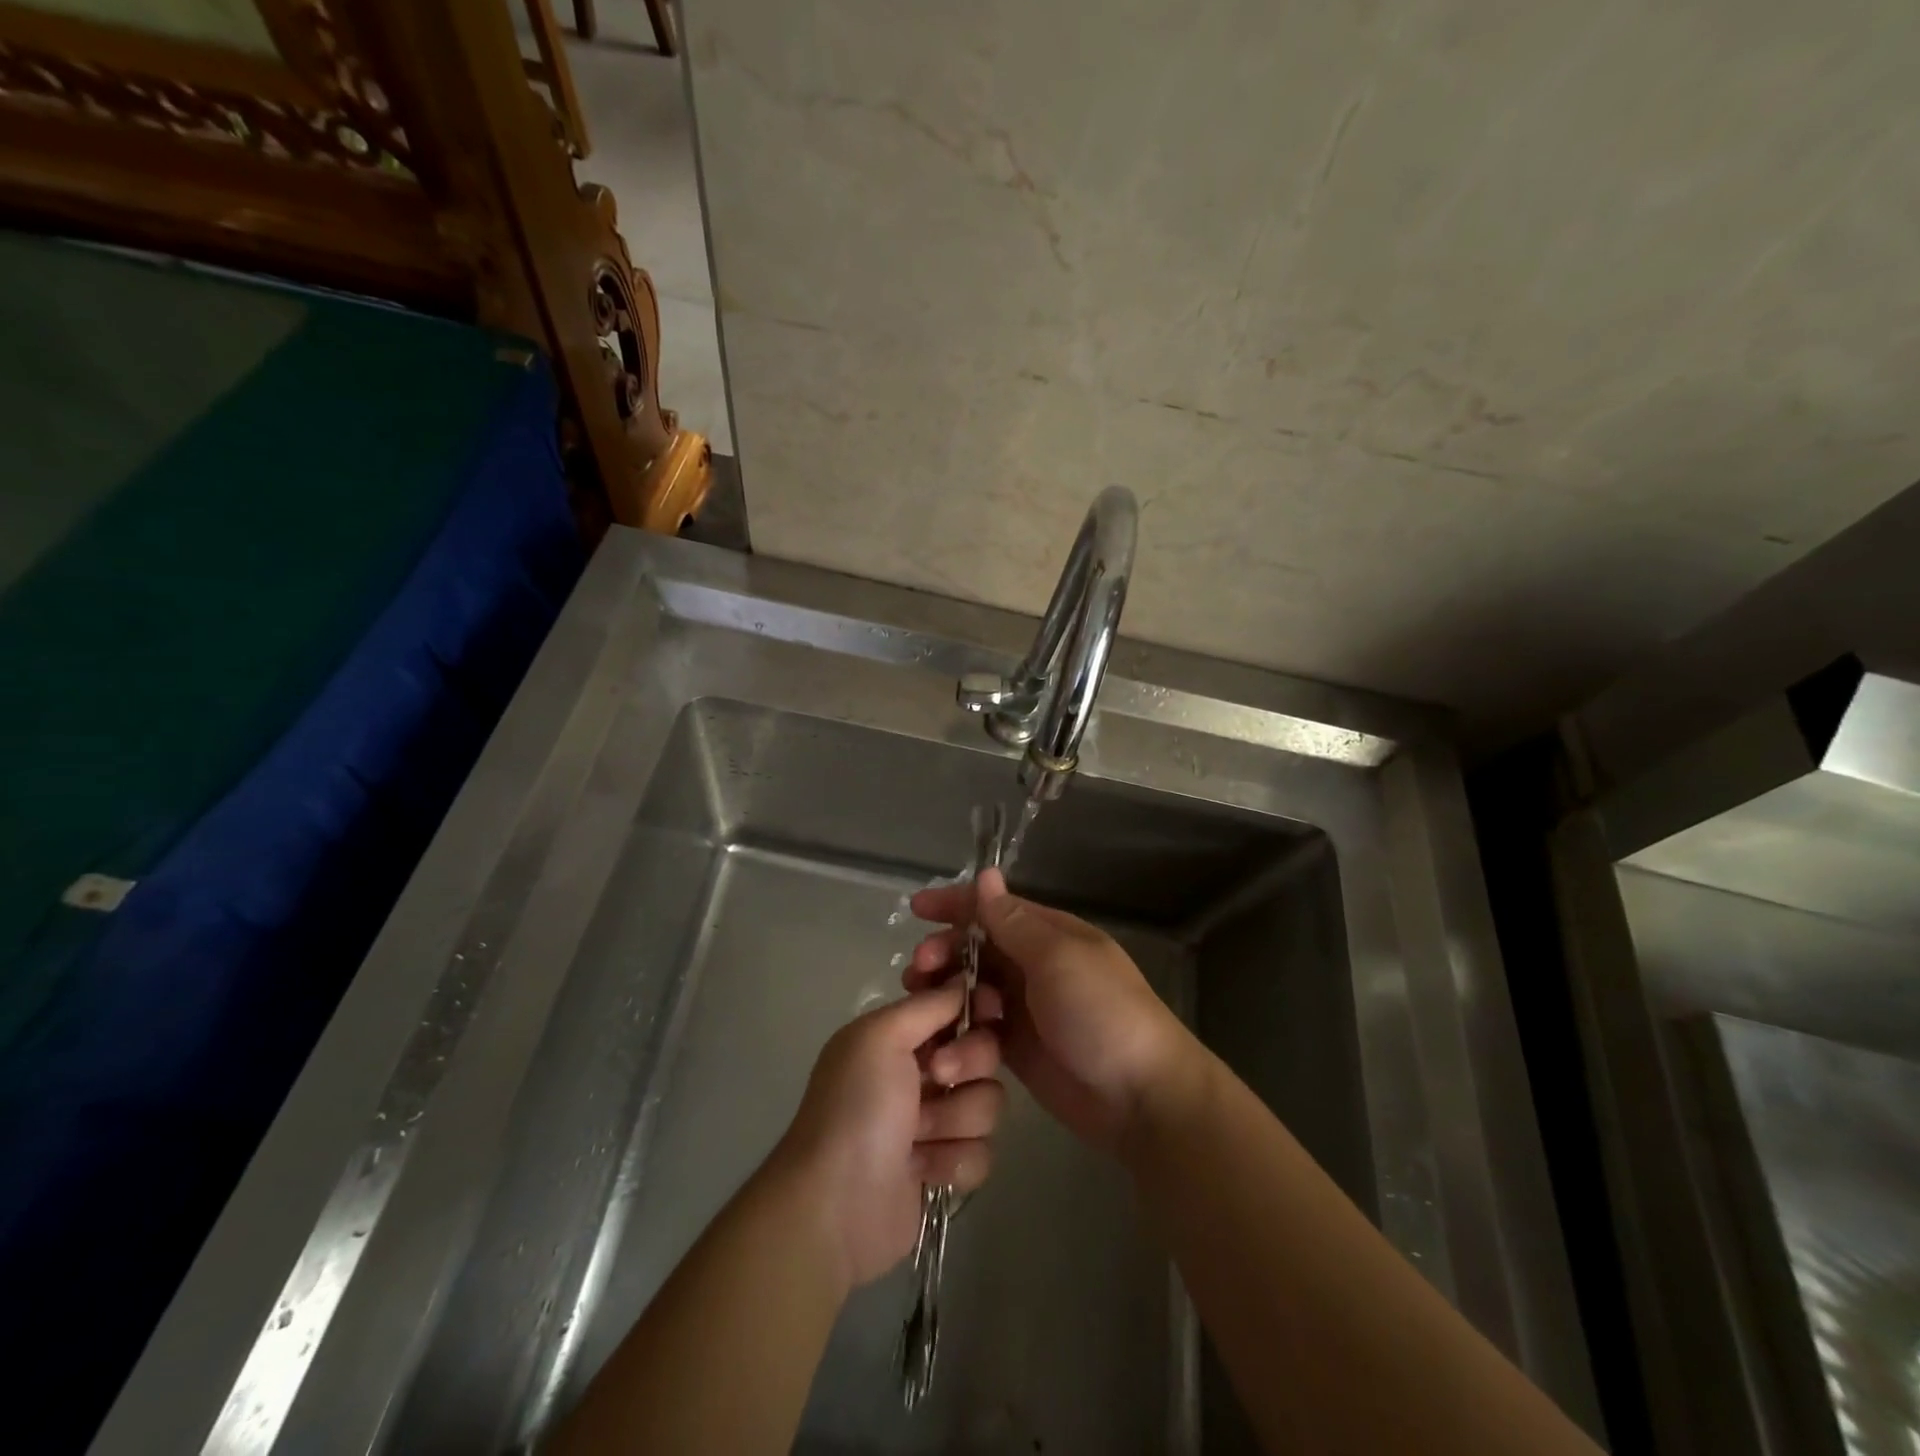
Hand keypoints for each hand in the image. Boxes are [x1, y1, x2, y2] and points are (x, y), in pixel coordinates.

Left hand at [769, 983, 1004, 1290]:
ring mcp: (935, 1121)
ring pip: (988, 1102)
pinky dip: (954, 1161)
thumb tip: (963, 981)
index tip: (986, 1007)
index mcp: (900, 1035)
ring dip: (957, 1120)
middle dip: (969, 1063)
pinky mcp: (946, 1167)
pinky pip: (983, 1151)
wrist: (837, 1205)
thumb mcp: (880, 1037)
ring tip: (919, 1137)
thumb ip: (927, 1005)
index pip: (956, 1006)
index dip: (976, 1005)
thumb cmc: (856, 1108)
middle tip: (937, 1075)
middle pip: (984, 1050)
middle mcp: (920, 1072)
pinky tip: (922, 1171)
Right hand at [907, 868, 1194, 1150]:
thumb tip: (986, 875)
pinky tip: (945, 1048)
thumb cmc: (1101, 1014)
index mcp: (1049, 934)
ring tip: (925, 1009)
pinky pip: (979, 1031)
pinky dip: (960, 1035)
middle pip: (976, 949)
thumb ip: (1014, 923)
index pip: (993, 908)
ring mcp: (1025, 1008)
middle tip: (920, 971)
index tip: (916, 910)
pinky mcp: (1017, 1048)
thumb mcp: (1058, 959)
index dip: (955, 905)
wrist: (1141, 1096)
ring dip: (946, 996)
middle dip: (944, 955)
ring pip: (972, 990)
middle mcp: (1034, 965)